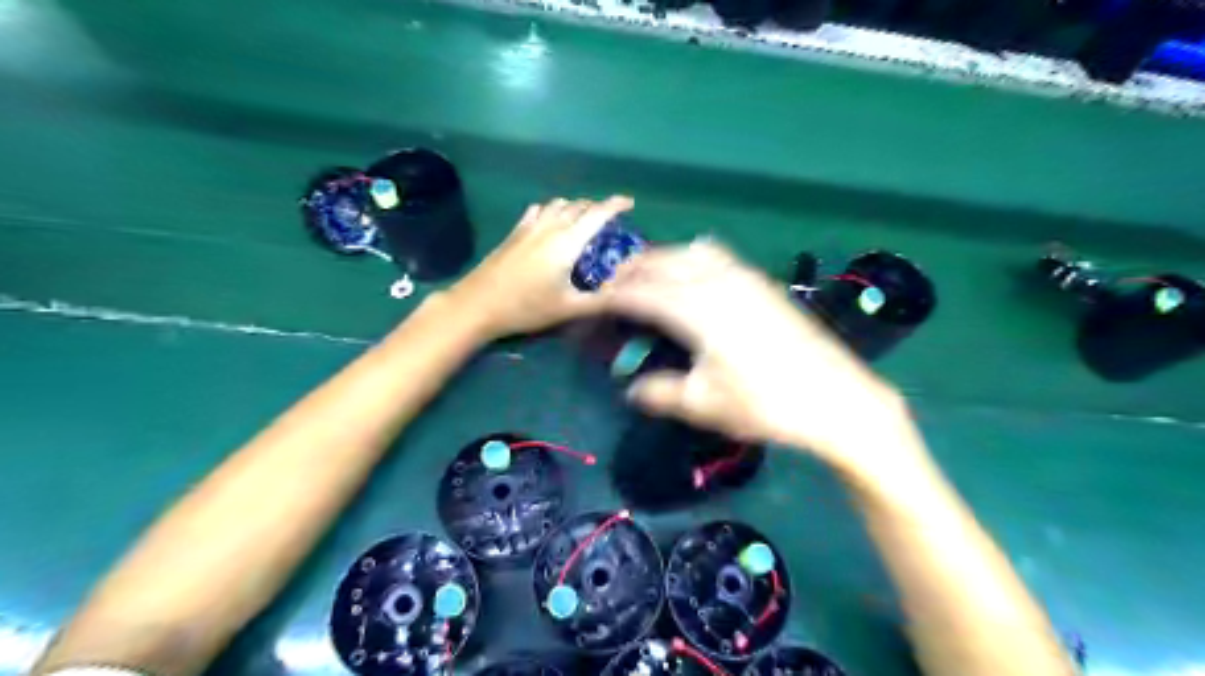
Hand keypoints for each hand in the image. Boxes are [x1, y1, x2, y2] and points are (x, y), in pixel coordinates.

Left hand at [447, 196, 633, 337]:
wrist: (478, 304)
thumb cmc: (526, 307)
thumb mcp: (568, 308)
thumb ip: (599, 300)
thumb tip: (626, 293)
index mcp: (567, 242)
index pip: (597, 214)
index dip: (616, 205)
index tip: (630, 203)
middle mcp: (550, 227)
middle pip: (579, 205)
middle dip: (597, 208)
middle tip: (609, 221)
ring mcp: (529, 227)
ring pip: (558, 204)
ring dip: (575, 207)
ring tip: (584, 221)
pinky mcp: (515, 232)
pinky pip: (539, 210)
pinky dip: (553, 210)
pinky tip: (552, 222)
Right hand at [596, 240, 919, 476]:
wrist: (836, 398)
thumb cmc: (766, 404)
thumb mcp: (706, 404)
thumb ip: (662, 393)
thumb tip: (632, 390)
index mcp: (697, 309)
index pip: (642, 292)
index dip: (613, 294)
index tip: (592, 298)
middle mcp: (718, 281)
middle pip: (664, 261)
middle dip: (633, 269)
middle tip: (611, 284)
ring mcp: (745, 277)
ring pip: (692, 251)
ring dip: (664, 258)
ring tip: (649, 277)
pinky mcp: (763, 283)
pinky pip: (718, 256)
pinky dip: (693, 258)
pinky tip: (693, 277)